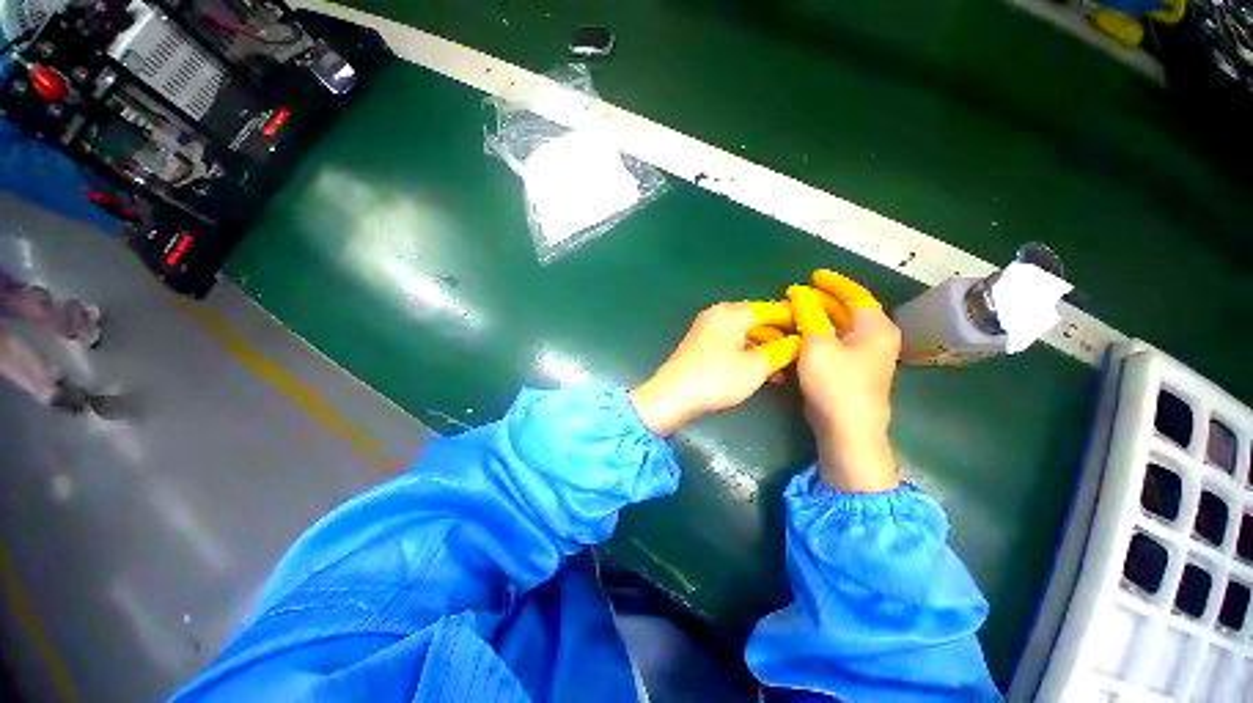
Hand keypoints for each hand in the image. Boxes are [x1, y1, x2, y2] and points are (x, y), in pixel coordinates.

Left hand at [632, 302, 798, 435]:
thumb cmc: (717, 378)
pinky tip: (762, 372)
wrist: (673, 396)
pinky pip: (731, 344)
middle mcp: (718, 315)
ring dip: (764, 349)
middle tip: (801, 354)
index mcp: (731, 312)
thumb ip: (781, 351)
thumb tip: (799, 342)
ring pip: (744, 335)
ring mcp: (706, 330)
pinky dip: (747, 355)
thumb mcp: (756, 366)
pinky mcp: (700, 346)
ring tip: (784, 368)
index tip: (815, 331)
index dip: (794, 320)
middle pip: (757, 321)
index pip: (771, 309)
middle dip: (779, 337)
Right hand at [788, 271, 901, 492]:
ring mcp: (865, 357)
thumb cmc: (835, 384)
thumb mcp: (817, 344)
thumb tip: (800, 292)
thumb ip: (809, 314)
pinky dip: (818, 336)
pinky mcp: (852, 371)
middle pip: (847, 311)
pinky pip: (834, 344)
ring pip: (839, 328)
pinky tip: (799, 337)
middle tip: (795, 296)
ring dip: (817, 319)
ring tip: (793, 313)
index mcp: (876, 327)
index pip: (856, 295)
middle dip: (821, 301)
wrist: (847, 430)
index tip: (813, 275)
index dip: (833, 283)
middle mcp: (875, 339)